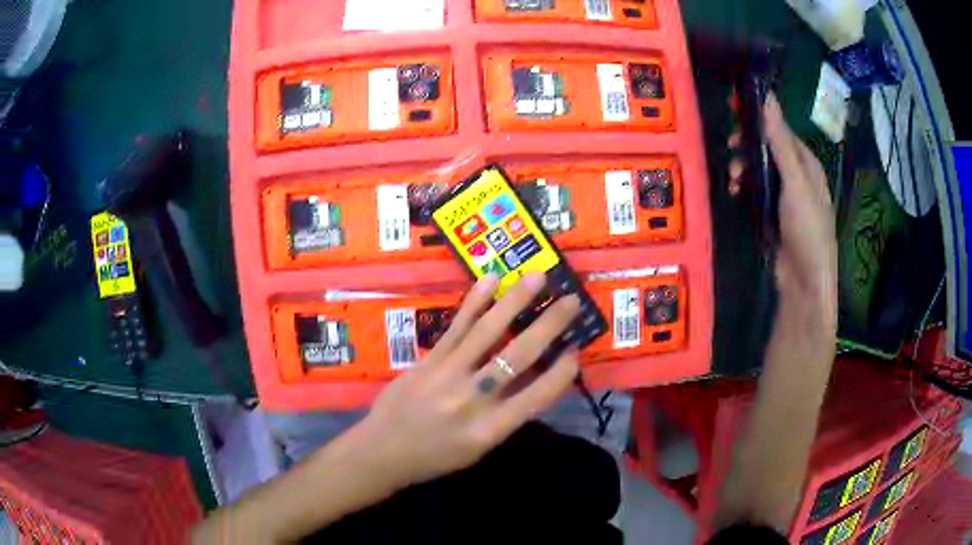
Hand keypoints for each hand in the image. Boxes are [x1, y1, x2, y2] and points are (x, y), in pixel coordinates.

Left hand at [353, 273, 580, 490]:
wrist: (383, 450)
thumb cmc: (436, 456)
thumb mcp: (479, 447)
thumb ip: (507, 415)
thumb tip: (534, 378)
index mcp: (490, 429)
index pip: (537, 396)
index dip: (561, 371)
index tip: (576, 349)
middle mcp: (472, 399)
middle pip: (518, 357)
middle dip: (549, 325)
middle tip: (572, 302)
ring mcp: (447, 375)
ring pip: (488, 332)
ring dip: (515, 301)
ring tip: (538, 277)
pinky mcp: (428, 360)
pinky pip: (456, 327)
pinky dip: (475, 302)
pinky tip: (490, 280)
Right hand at [730, 94, 837, 328]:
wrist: (804, 282)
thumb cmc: (807, 228)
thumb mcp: (795, 181)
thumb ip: (780, 140)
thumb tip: (767, 96)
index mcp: (807, 163)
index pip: (780, 129)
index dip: (759, 118)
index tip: (733, 110)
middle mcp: (797, 176)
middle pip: (767, 148)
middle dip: (746, 146)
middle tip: (728, 148)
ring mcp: (785, 196)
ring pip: (759, 170)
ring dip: (743, 168)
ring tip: (733, 179)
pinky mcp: (773, 214)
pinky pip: (756, 191)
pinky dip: (744, 189)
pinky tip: (735, 194)